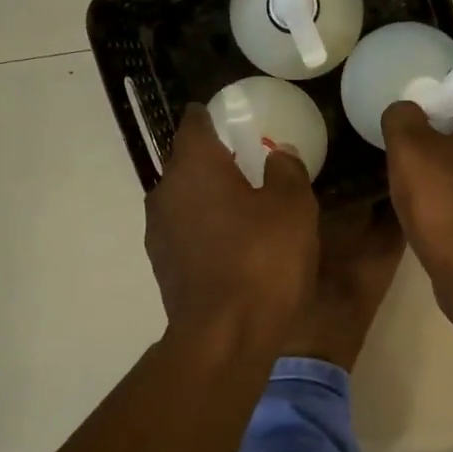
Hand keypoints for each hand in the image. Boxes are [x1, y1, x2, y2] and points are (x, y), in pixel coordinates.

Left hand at [145, 104, 319, 346]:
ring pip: (184, 198)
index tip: (233, 119)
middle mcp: (166, 190)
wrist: (225, 336)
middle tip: (249, 164)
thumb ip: (286, 170)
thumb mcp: (293, 206)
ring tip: (243, 207)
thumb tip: (278, 154)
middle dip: (213, 159)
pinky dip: (204, 228)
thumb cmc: (263, 259)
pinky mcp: (162, 265)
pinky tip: (232, 245)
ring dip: (208, 197)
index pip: (194, 123)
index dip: (212, 116)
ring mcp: (159, 231)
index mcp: (194, 165)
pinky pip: (185, 231)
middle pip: (186, 162)